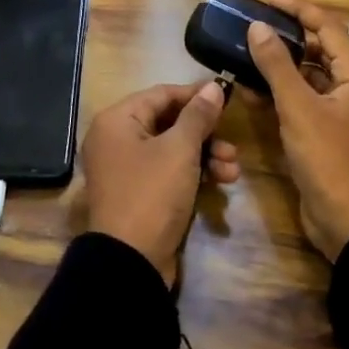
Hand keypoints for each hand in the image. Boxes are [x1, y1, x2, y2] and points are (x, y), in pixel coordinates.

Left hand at [80, 80, 239, 286]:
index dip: (195, 95)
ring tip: (232, 170)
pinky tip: (220, 183)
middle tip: (232, 144)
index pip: (161, 95)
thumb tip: (213, 86)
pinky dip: (193, 173)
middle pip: (168, 123)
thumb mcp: (180, 150)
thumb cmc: (152, 194)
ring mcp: (126, 168)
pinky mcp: (138, 193)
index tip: (227, 96)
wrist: (130, 262)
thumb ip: (198, 116)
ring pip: (172, 149)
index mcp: (117, 121)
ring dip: (205, 155)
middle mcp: (116, 139)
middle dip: (205, 133)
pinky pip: (168, 172)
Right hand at [247, 0, 348, 261]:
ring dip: (284, 65)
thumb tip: (258, 26)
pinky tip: (254, 91)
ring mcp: (346, 113)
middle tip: (254, 25)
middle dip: (289, 36)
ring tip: (249, 53)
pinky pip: (308, 101)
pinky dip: (285, 93)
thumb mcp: (298, 109)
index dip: (297, 9)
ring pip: (313, 76)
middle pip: (322, 49)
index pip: (328, 26)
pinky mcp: (332, 134)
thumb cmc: (329, 160)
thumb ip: (277, 65)